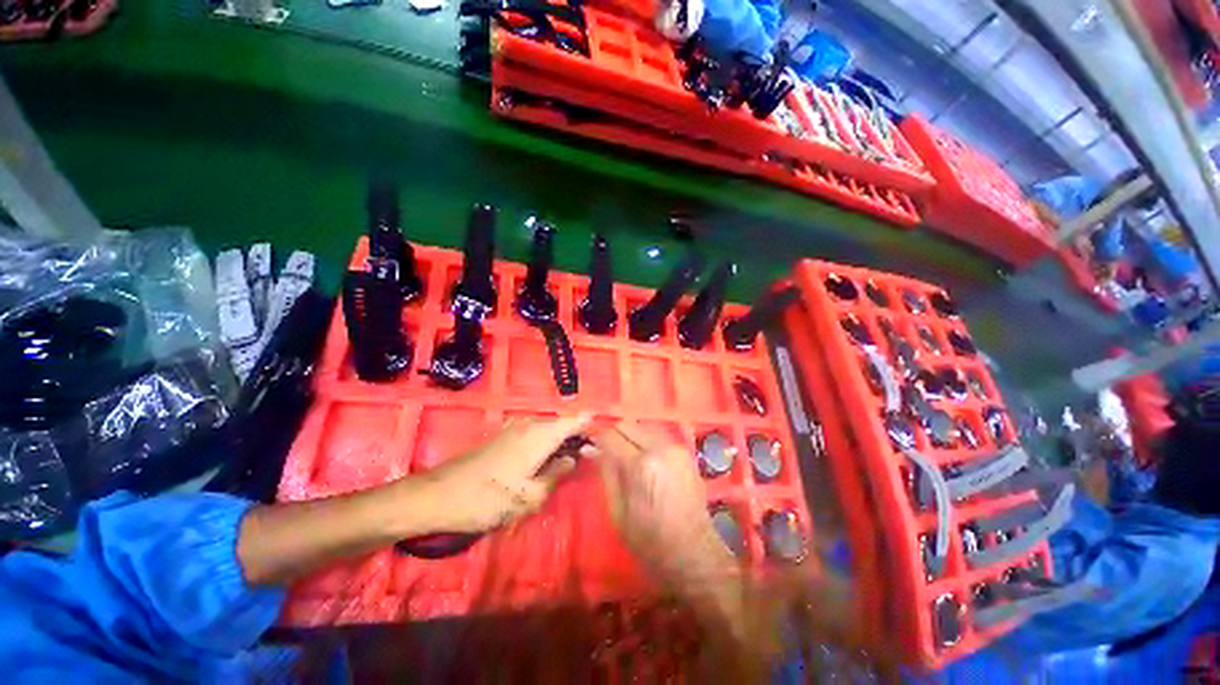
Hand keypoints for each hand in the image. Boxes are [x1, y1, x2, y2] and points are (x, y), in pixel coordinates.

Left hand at [410, 413, 590, 533]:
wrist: (439, 496)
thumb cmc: (487, 498)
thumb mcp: (529, 496)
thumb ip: (557, 474)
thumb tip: (574, 459)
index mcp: (540, 435)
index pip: (574, 421)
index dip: (591, 426)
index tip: (605, 439)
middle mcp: (531, 425)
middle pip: (563, 424)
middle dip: (579, 437)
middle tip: (592, 457)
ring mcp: (516, 429)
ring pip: (550, 429)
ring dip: (564, 441)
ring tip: (574, 461)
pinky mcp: (506, 437)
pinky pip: (536, 434)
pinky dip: (548, 444)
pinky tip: (548, 462)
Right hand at [590, 423, 736, 591]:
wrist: (695, 553)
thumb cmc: (650, 541)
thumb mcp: (618, 512)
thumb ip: (606, 473)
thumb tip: (591, 449)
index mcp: (640, 465)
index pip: (611, 436)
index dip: (597, 439)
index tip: (589, 447)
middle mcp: (659, 448)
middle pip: (628, 425)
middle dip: (613, 434)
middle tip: (605, 451)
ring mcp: (675, 447)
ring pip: (642, 427)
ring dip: (629, 436)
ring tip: (623, 455)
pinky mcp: (685, 451)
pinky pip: (657, 436)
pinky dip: (644, 441)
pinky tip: (642, 459)